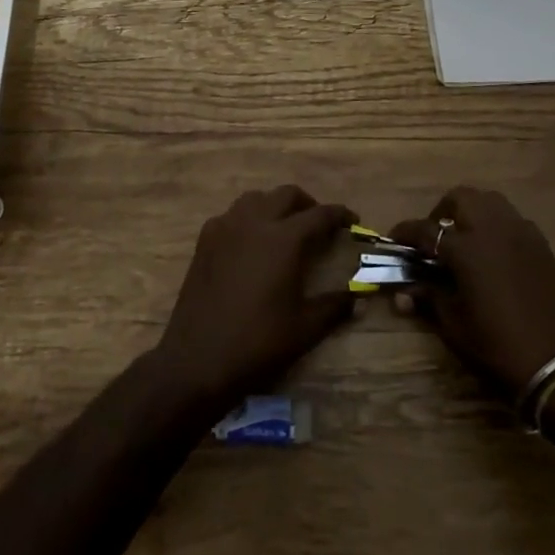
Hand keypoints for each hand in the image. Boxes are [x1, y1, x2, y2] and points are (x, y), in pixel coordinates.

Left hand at [150, 186, 357, 411]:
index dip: (340, 215)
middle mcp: (254, 223)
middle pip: (286, 195)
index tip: (352, 220)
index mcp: (284, 239)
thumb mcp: (305, 328)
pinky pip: (231, 215)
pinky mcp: (204, 241)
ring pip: (256, 199)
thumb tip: (357, 298)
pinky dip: (248, 218)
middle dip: (308, 204)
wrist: (198, 359)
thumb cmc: (258, 342)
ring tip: (285, 228)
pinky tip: (251, 243)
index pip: (320, 215)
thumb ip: (334, 306)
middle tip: (319, 225)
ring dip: (275, 206)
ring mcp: (225, 228)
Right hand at [391, 187, 554, 398]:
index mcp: (467, 249)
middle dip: (441, 211)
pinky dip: (496, 225)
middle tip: (433, 237)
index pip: (426, 229)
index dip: (405, 232)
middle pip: (461, 198)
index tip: (393, 238)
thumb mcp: (454, 325)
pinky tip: (492, 252)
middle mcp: (494, 230)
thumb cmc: (497, 346)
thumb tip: (402, 293)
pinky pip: (512, 220)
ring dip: (471, 212)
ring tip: (462, 238)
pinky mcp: (541, 245)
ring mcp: (522, 234)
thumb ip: (428, 298)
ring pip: (490, 202)